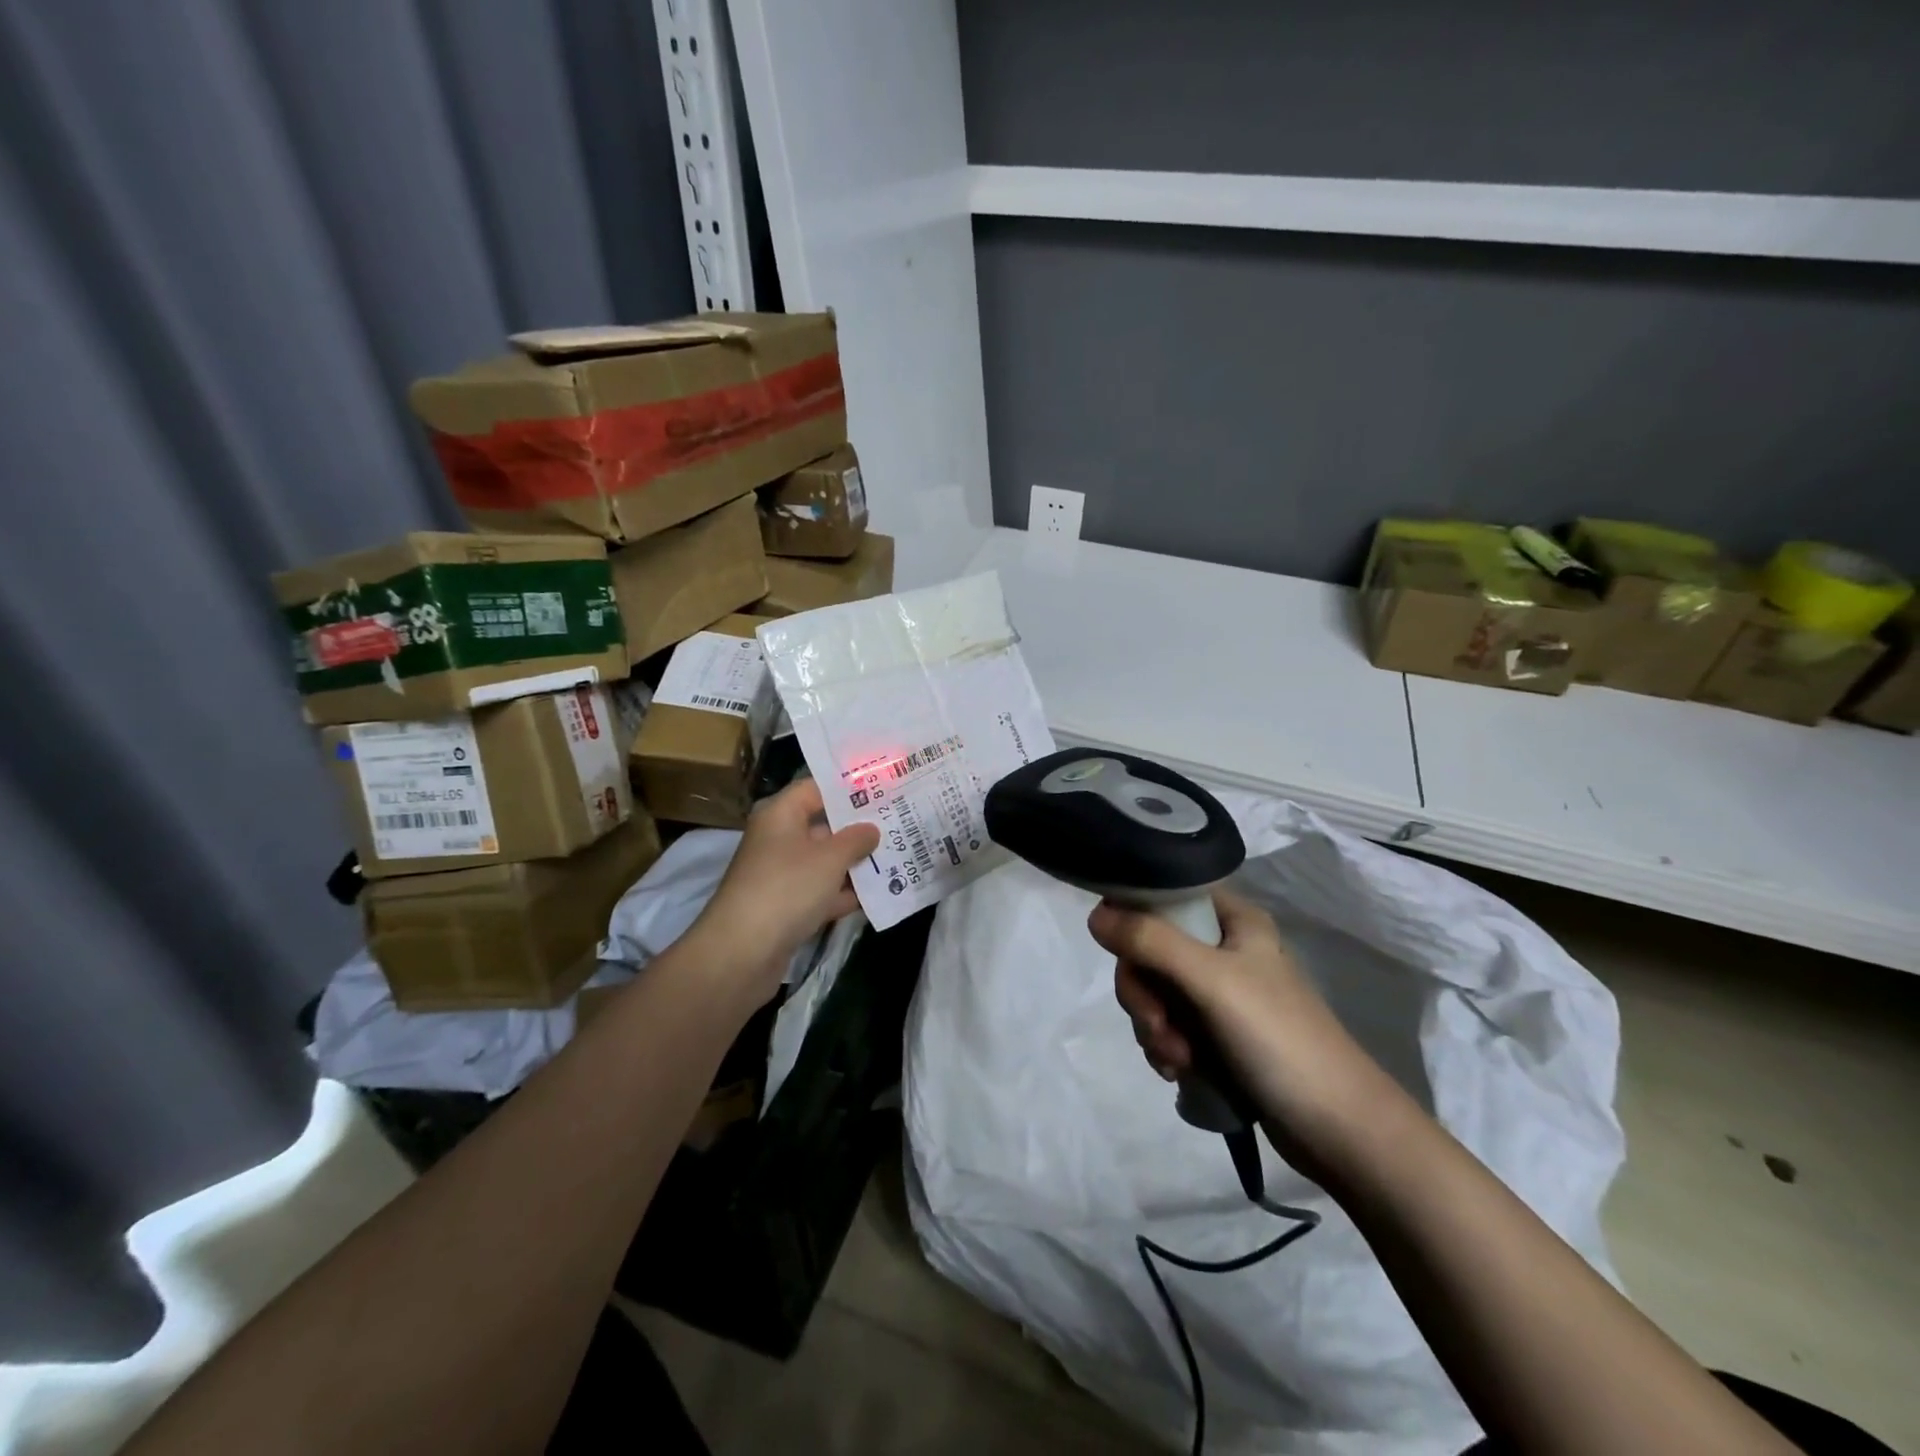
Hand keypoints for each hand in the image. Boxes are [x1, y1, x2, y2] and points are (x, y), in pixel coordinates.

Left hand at [687, 778, 880, 1002]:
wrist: (742, 954)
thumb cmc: (787, 889)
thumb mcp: (829, 859)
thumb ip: (856, 839)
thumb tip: (871, 829)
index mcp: (780, 815)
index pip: (816, 788)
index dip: (848, 787)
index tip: (883, 786)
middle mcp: (778, 839)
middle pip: (823, 825)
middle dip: (859, 827)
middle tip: (900, 821)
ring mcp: (781, 875)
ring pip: (825, 861)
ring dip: (856, 862)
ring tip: (900, 855)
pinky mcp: (786, 907)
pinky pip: (822, 892)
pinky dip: (845, 893)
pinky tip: (880, 894)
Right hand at [1089, 888, 1383, 1167]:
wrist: (1340, 1130)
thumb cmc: (1279, 1038)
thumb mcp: (1211, 981)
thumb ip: (1150, 942)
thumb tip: (1094, 916)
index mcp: (1232, 920)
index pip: (1164, 896)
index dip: (1135, 919)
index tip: (1124, 953)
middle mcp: (1225, 948)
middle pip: (1151, 949)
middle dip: (1144, 992)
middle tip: (1159, 1024)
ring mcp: (1221, 994)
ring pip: (1156, 992)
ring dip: (1154, 1026)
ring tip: (1178, 1059)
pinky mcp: (1218, 1034)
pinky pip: (1169, 1025)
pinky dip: (1166, 1046)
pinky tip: (1180, 1071)